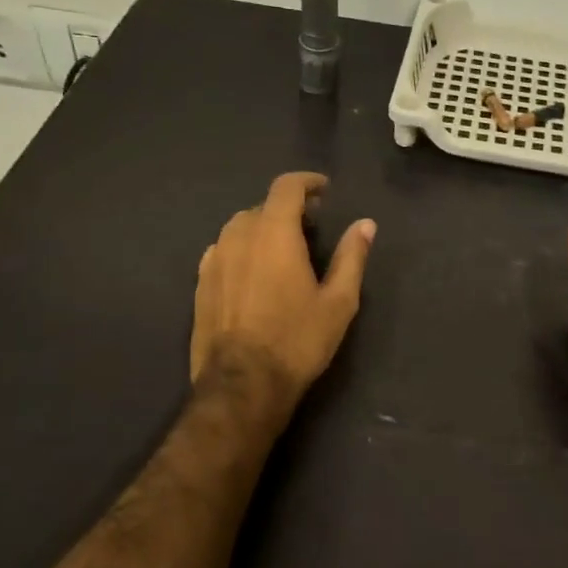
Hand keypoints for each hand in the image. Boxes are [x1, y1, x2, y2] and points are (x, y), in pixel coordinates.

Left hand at [191, 172, 376, 405]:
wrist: (242, 384)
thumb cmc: (297, 341)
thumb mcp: (338, 302)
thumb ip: (351, 257)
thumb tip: (366, 224)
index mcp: (274, 233)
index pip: (286, 187)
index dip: (307, 182)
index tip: (324, 190)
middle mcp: (238, 236)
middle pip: (263, 207)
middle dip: (288, 209)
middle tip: (311, 227)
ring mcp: (214, 260)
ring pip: (239, 228)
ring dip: (262, 228)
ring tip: (282, 250)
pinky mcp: (201, 284)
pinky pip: (223, 251)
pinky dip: (242, 249)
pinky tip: (253, 272)